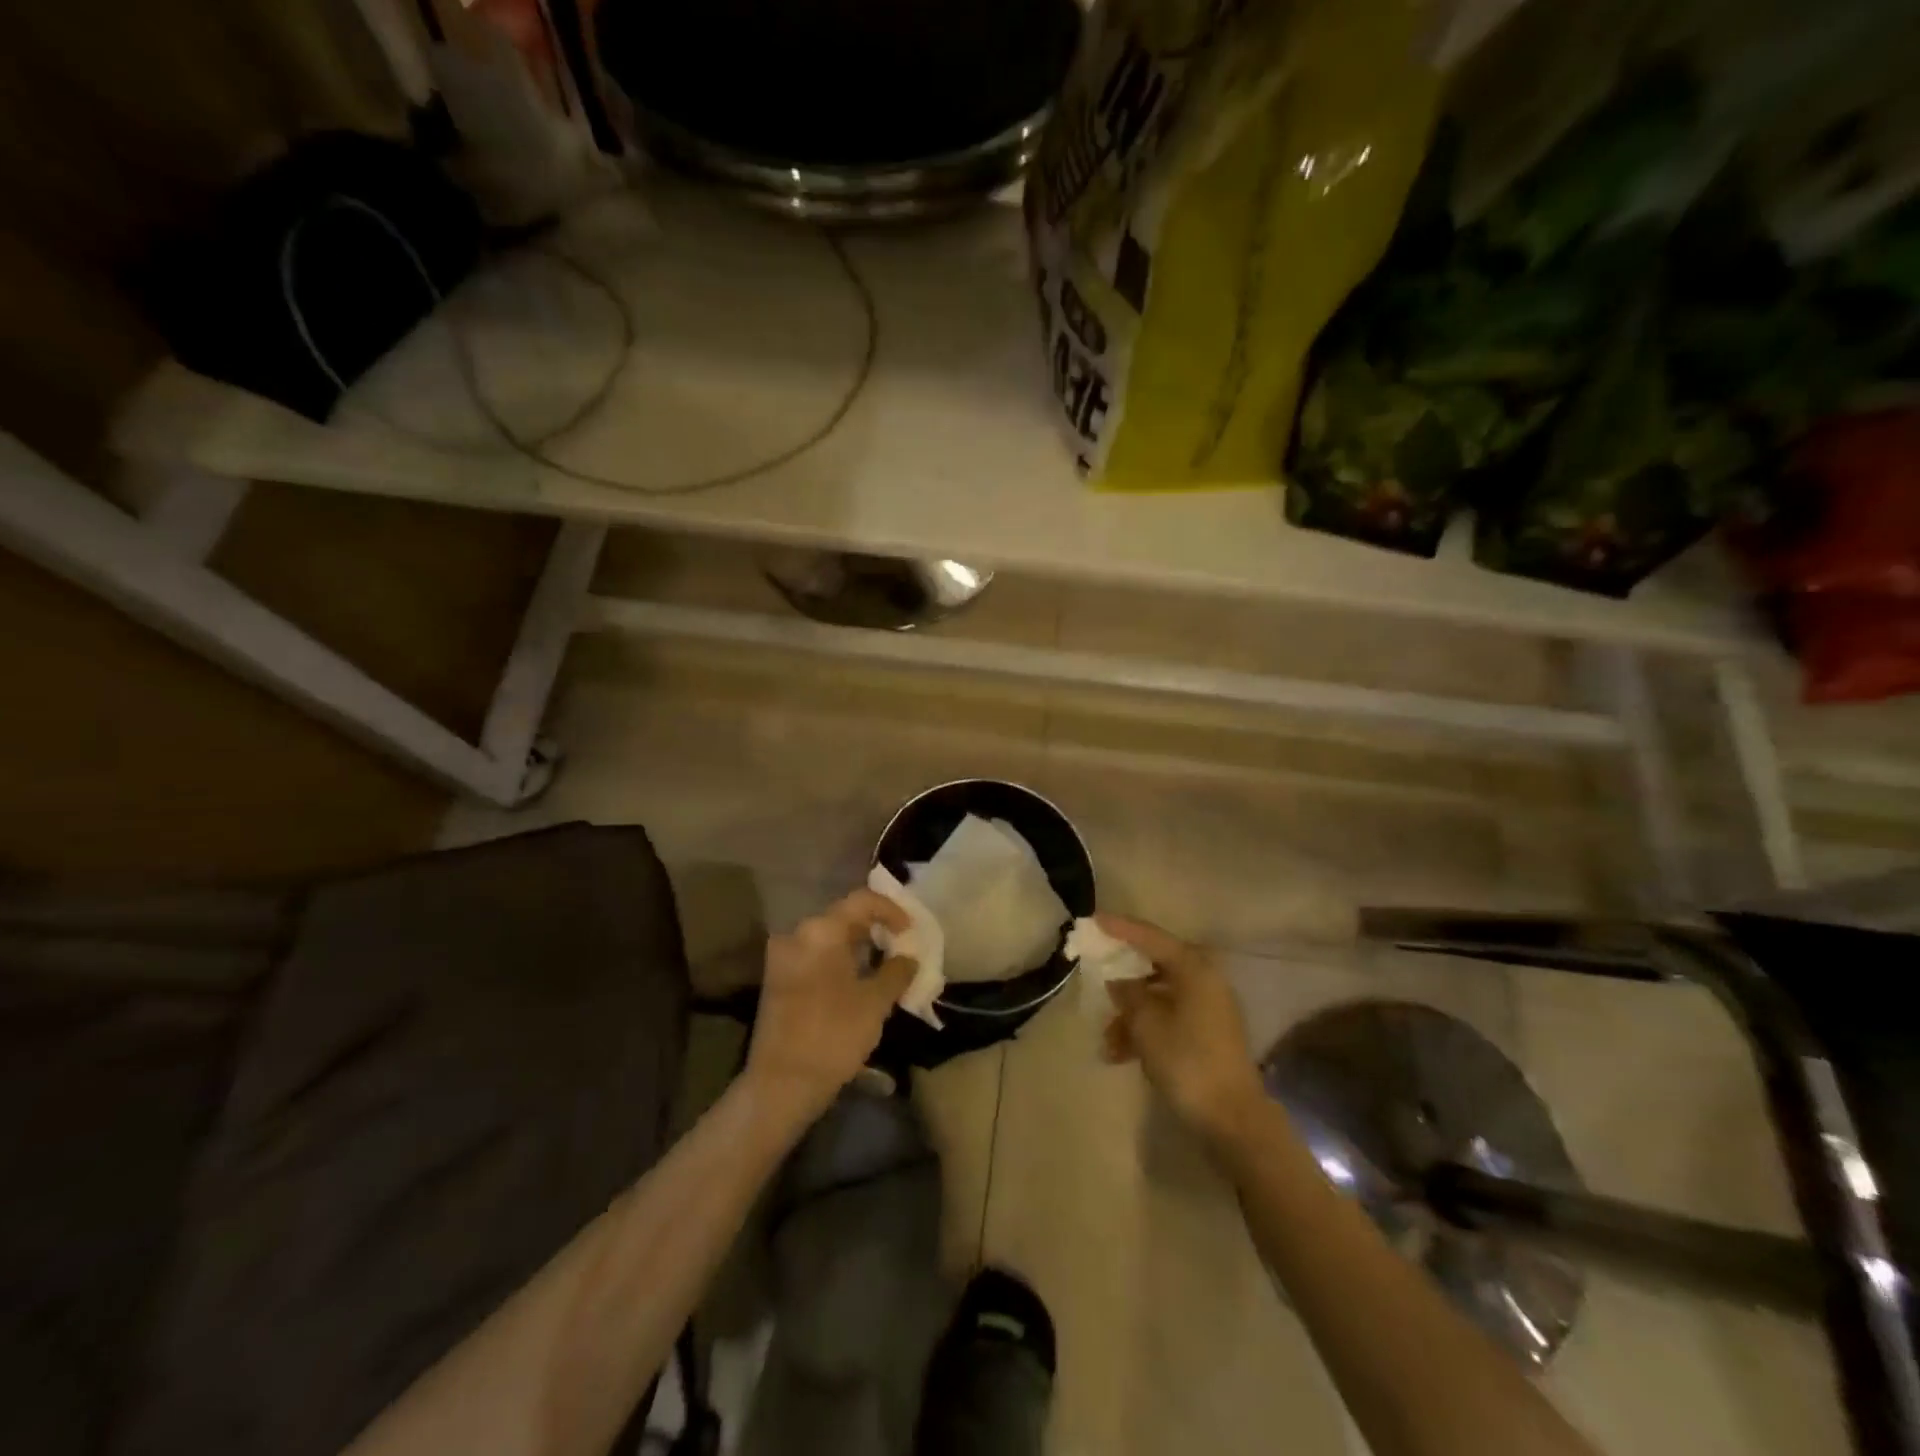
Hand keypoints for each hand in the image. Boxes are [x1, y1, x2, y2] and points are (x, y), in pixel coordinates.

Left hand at [745, 889, 917, 1122]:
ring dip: (857, 946)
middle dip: (875, 928)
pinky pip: (815, 956)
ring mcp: (783, 957)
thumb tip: (908, 959)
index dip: (891, 910)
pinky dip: (838, 960)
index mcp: (821, 931)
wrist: (781, 1084)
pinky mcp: (777, 979)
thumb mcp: (875, 1003)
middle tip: (901, 946)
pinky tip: (858, 981)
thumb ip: (896, 972)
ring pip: (828, 938)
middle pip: (842, 917)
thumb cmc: (833, 1035)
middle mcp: (797, 934)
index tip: (910, 930)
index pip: (862, 901)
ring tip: (884, 965)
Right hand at [1098, 915, 1264, 1147]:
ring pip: (1158, 998)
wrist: (1232, 1119)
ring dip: (1129, 1016)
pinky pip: (1168, 1019)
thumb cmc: (1187, 1061)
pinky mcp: (1207, 1034)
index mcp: (1194, 969)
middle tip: (1096, 979)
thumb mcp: (1146, 1024)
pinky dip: (1145, 1031)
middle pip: (1154, 967)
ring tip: (1106, 1043)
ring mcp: (1208, 1008)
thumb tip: (1119, 980)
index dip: (1121, 928)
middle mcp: (1204, 980)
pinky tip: (1120, 1056)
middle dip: (1122, 981)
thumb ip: (1128, 993)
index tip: (1094, 919)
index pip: (1151, 937)